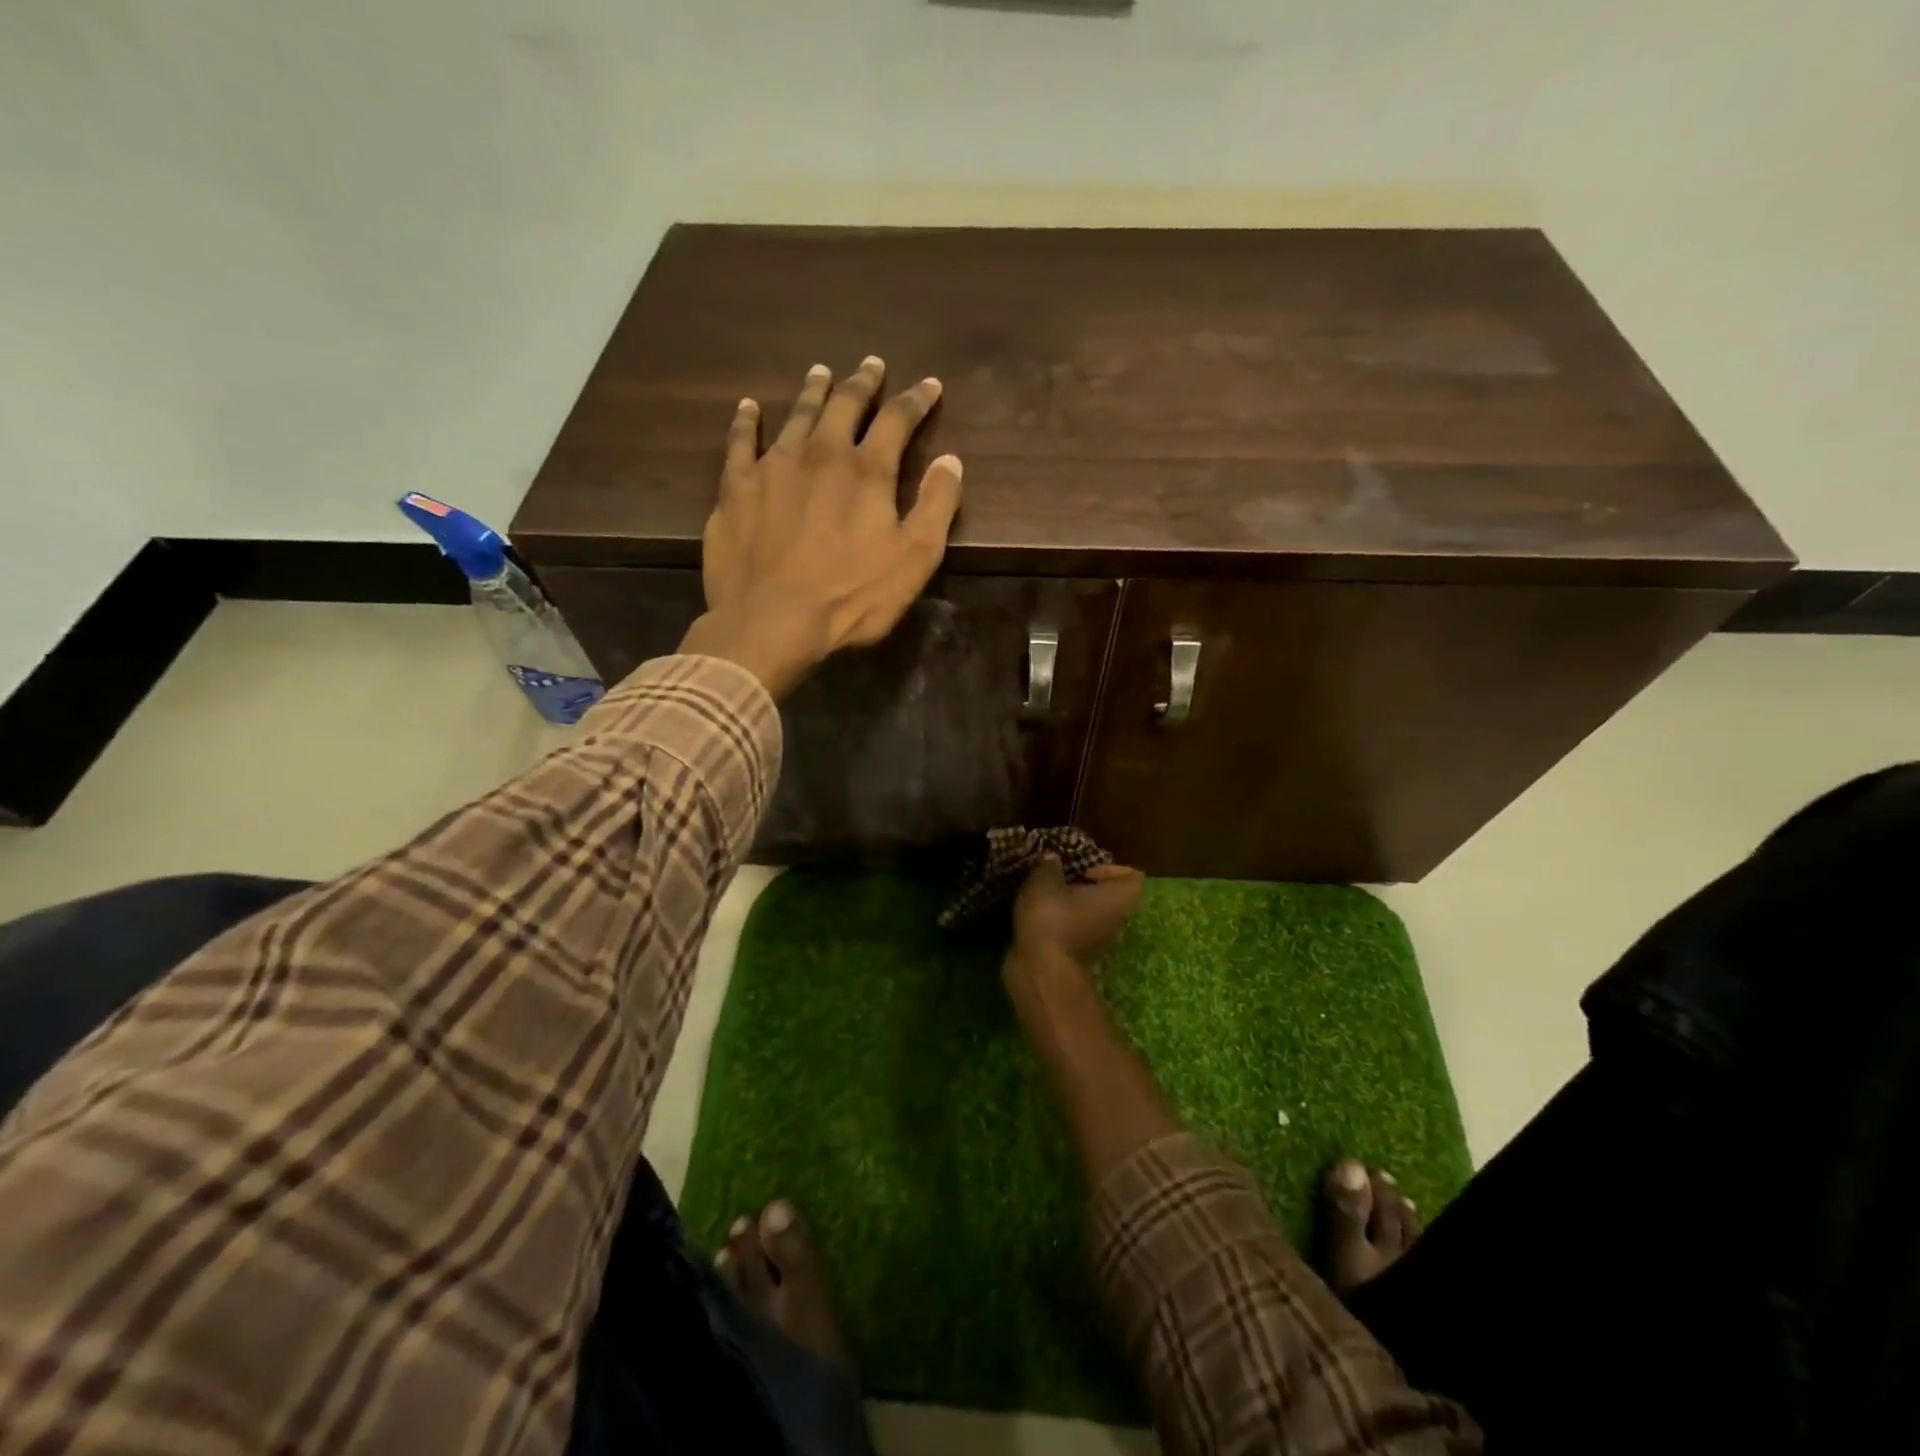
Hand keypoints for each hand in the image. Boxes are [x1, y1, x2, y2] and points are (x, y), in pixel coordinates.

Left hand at [679, 357, 962, 696]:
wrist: (771, 620)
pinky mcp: (736, 487)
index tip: (929, 386)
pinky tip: (749, 407)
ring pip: (797, 415)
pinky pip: (740, 441)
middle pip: (845, 404)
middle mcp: (821, 453)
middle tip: (871, 364)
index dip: (916, 400)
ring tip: (821, 372)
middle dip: (862, 383)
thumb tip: (950, 460)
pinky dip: (746, 420)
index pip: (897, 420)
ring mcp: (773, 466)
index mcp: (867, 471)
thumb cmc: (851, 597)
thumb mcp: (914, 559)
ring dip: (813, 391)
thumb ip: (936, 505)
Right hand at [1011, 856, 1146, 968]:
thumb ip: (1050, 866)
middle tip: (1065, 879)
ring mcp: (1102, 942)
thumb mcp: (1044, 880)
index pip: (1133, 877)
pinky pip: (1080, 930)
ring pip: (1095, 915)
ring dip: (1076, 905)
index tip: (1086, 870)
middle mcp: (1118, 920)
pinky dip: (1066, 922)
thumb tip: (1052, 859)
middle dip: (1090, 886)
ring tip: (1051, 896)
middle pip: (1113, 897)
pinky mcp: (1082, 955)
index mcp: (1118, 898)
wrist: (1041, 970)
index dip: (1112, 869)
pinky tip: (1043, 916)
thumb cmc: (1052, 917)